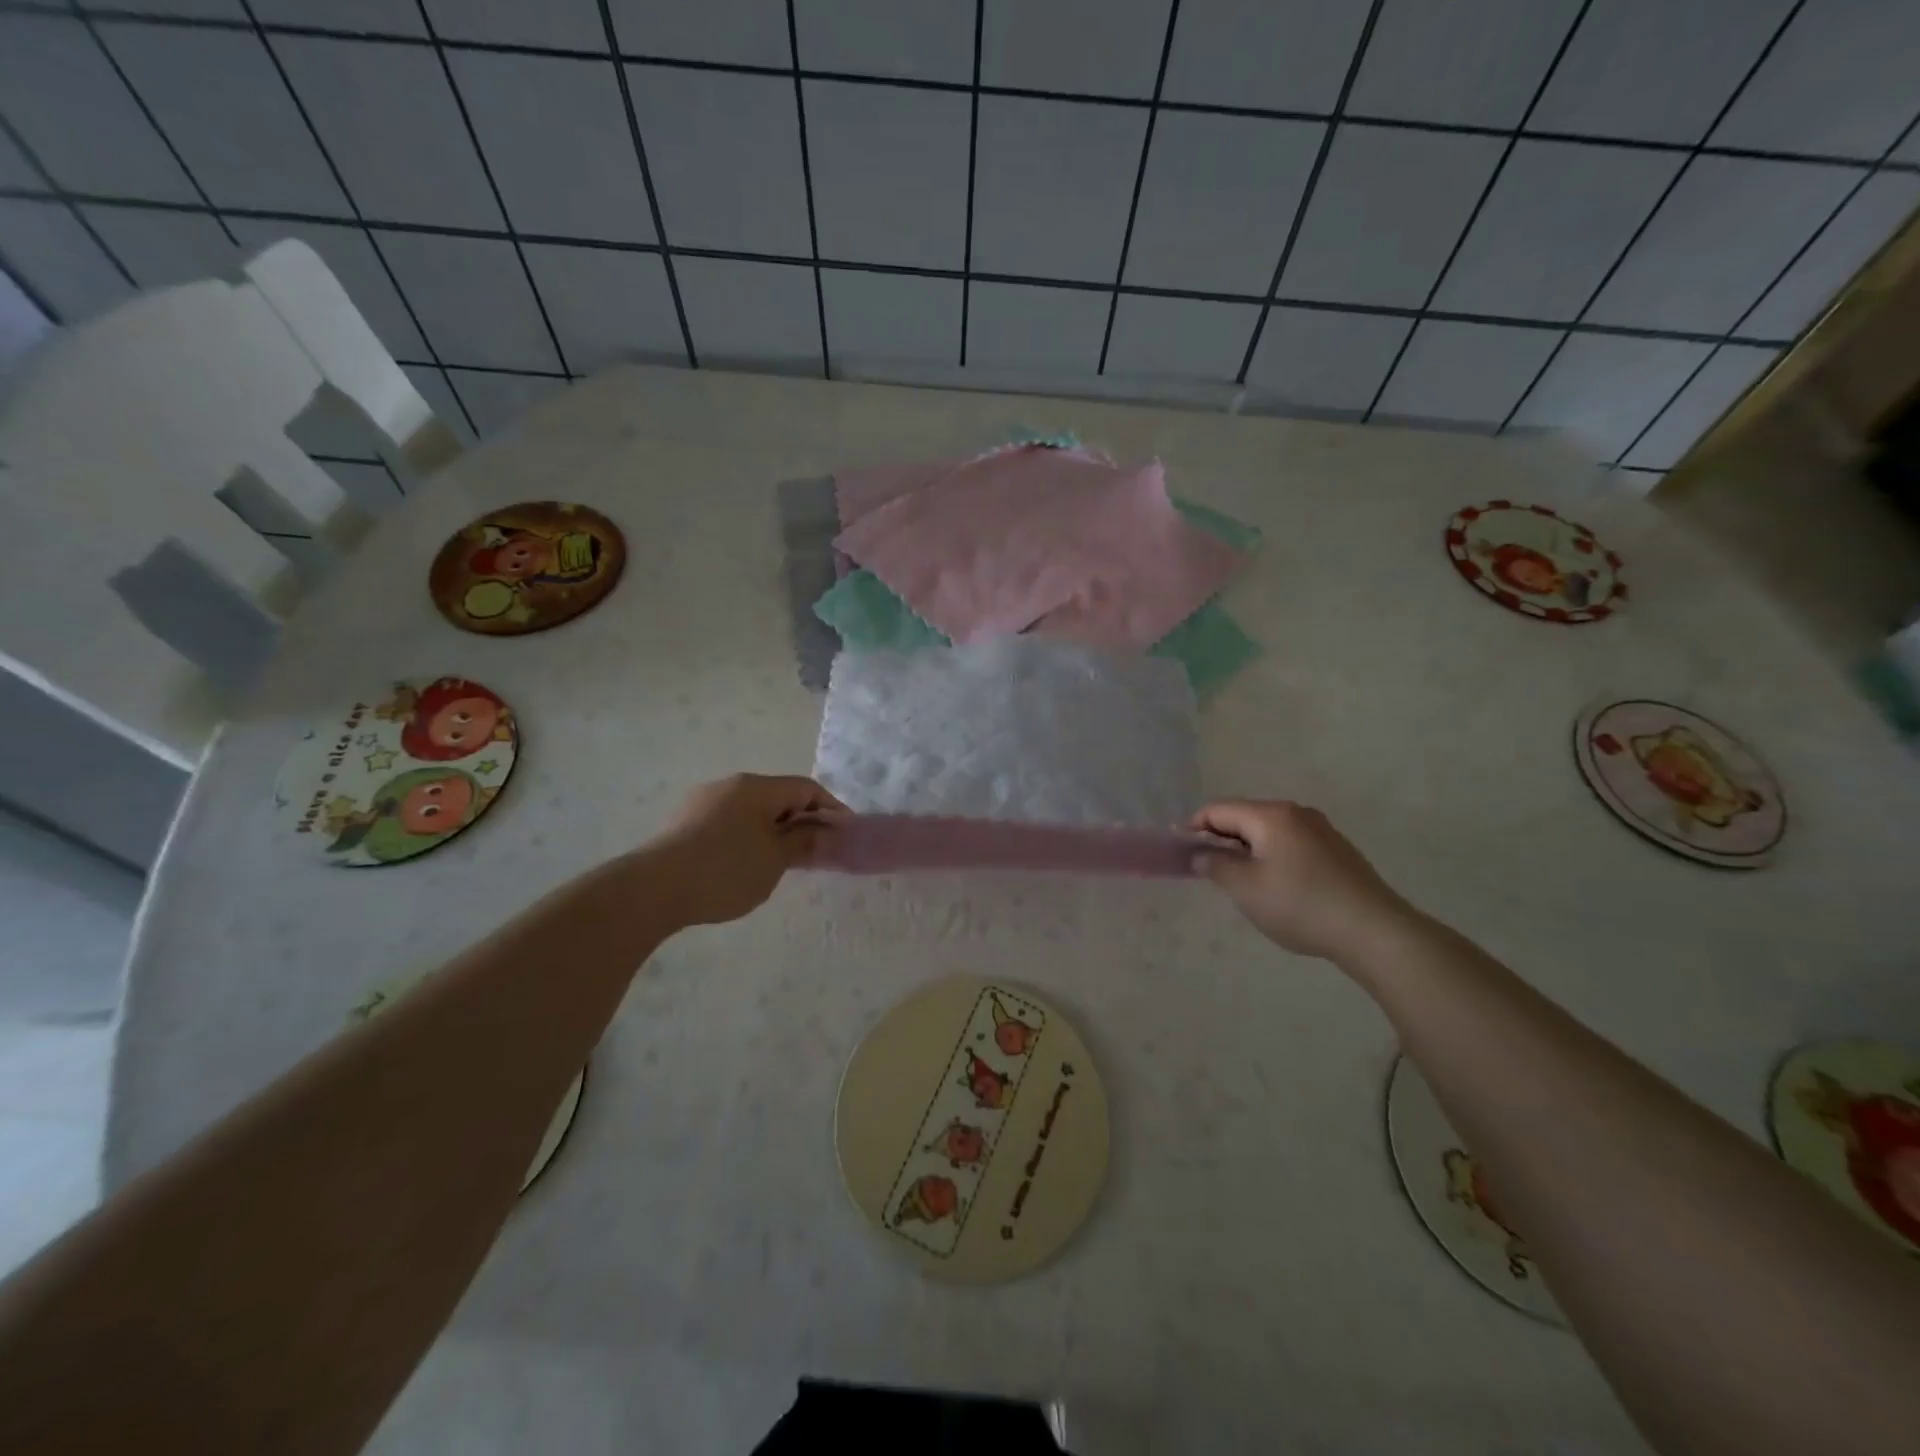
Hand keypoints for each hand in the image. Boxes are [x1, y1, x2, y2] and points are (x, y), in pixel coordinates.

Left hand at [646, 774, 845, 926]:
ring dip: (774, 829)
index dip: (831, 808)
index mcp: (756, 787)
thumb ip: (803, 842)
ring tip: (782, 860)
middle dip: (801, 820)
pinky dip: (748, 836)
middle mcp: (730, 785)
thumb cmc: (724, 871)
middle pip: (778, 796)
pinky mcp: (684, 822)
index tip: (845, 832)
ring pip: (752, 810)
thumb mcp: (774, 860)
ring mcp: (703, 802)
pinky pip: (729, 822)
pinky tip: (745, 864)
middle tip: (816, 850)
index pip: (806, 788)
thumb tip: (824, 830)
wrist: (651, 890)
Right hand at [1191, 800, 1413, 962]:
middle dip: (1221, 838)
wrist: (1374, 931)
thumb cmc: (1300, 905)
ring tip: (1240, 880)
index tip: (1182, 852)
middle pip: (1244, 816)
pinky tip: (1276, 885)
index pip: (1218, 809)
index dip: (1194, 827)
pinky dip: (1272, 855)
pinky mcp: (1336, 849)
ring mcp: (1320, 829)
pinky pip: (1290, 842)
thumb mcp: (1245, 889)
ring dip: (1247, 849)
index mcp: (1270, 815)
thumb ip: (1215, 867)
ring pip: (1268, 830)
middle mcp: (1296, 812)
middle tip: (1208, 869)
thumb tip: (1201, 855)